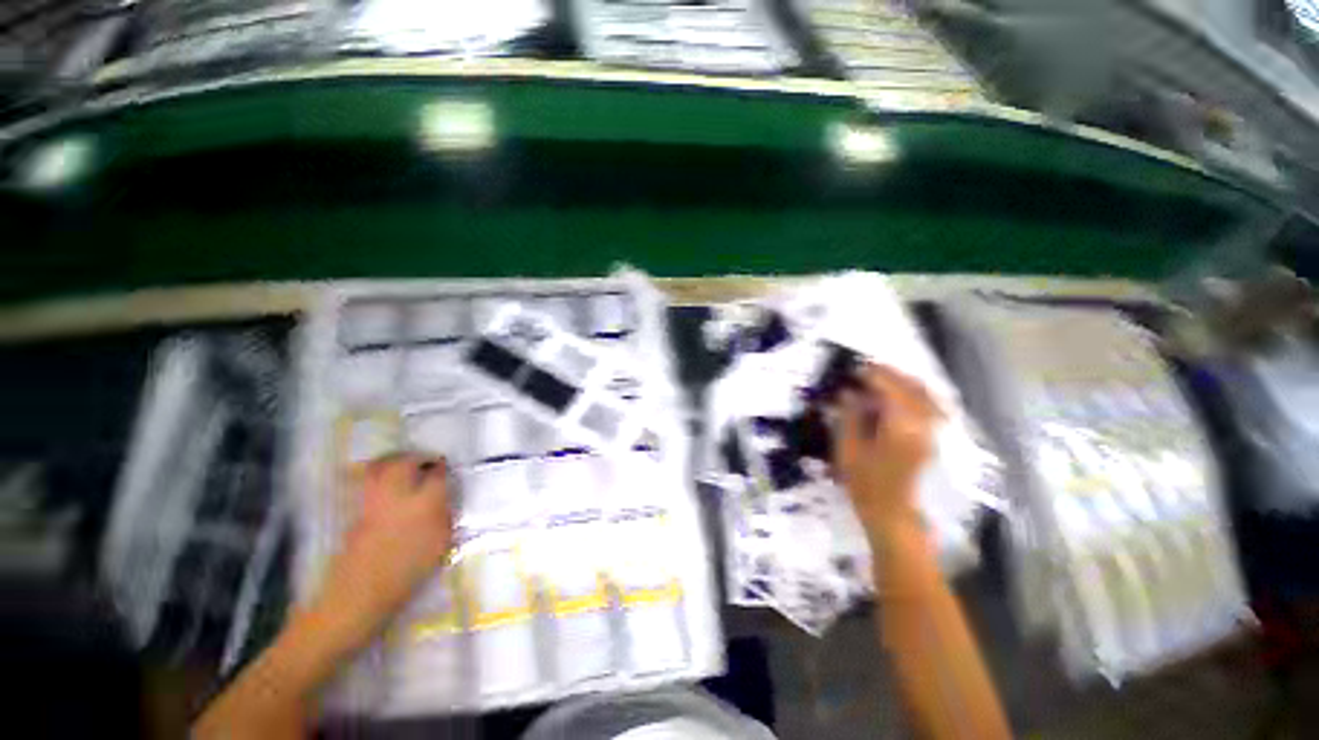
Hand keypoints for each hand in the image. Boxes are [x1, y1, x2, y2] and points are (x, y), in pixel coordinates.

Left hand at [308, 455, 453, 652]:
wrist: (360, 596)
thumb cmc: (408, 573)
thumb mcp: (440, 544)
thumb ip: (443, 516)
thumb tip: (442, 499)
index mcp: (425, 503)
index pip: (437, 474)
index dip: (442, 466)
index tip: (444, 466)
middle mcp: (398, 496)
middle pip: (404, 462)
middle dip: (417, 456)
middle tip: (426, 460)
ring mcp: (373, 502)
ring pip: (380, 468)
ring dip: (394, 461)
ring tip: (404, 463)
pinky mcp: (356, 513)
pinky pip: (367, 484)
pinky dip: (377, 475)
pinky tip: (385, 483)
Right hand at [833, 364, 940, 536]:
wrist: (894, 515)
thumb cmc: (866, 485)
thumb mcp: (848, 450)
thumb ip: (849, 417)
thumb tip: (848, 393)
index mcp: (901, 427)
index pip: (890, 388)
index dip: (872, 374)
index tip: (854, 369)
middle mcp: (924, 425)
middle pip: (912, 387)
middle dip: (890, 373)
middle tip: (866, 369)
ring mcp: (934, 432)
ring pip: (925, 395)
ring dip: (904, 382)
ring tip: (882, 379)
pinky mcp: (935, 440)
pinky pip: (931, 407)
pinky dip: (916, 395)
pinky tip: (901, 397)